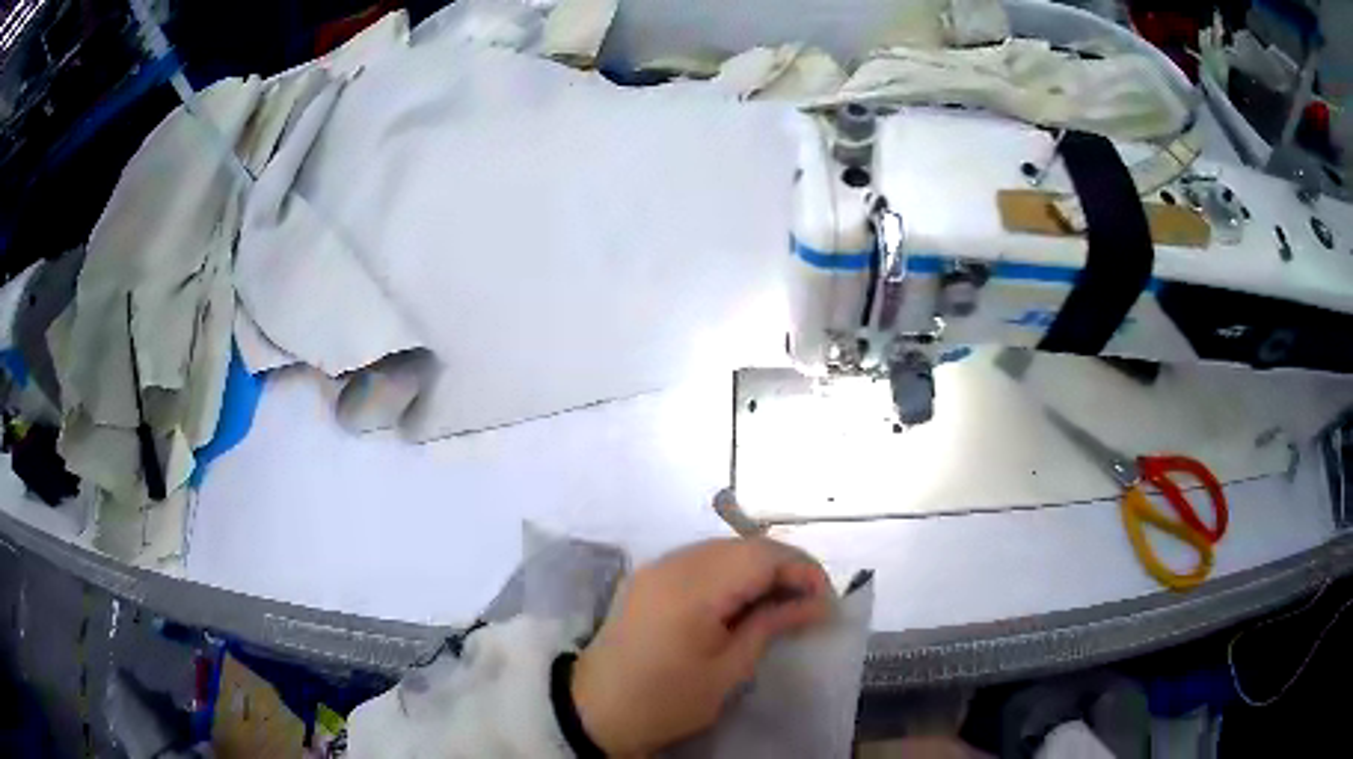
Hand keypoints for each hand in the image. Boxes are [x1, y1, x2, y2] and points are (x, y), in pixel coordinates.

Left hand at [571, 538, 832, 755]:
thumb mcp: (728, 671)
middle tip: (807, 603)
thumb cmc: (667, 700)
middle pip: (743, 546)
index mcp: (693, 589)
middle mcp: (672, 565)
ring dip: (757, 568)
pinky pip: (699, 560)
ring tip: (779, 604)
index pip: (761, 555)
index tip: (825, 599)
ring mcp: (655, 567)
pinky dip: (729, 572)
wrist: (596, 711)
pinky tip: (740, 602)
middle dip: (783, 568)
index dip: (801, 569)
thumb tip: (817, 603)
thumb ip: (771, 625)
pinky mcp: (647, 577)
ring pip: (722, 549)